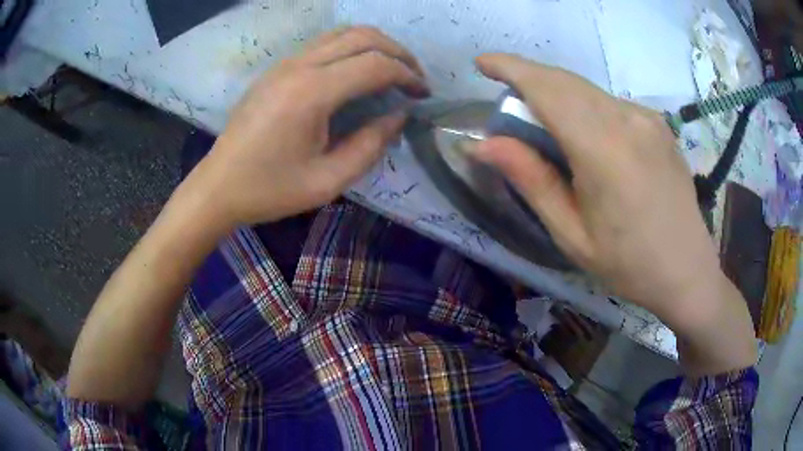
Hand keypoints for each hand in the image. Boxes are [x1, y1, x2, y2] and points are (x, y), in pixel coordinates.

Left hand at [186, 27, 428, 226]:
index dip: (407, 75)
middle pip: (363, 37)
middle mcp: (299, 66)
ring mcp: (285, 63)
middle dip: (398, 52)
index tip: (423, 94)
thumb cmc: (269, 190)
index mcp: (311, 93)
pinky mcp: (277, 68)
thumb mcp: (328, 181)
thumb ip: (370, 145)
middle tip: (415, 77)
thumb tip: (398, 116)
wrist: (218, 187)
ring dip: (375, 45)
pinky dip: (351, 48)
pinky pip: (324, 43)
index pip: (375, 64)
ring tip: (393, 70)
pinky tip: (358, 70)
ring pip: (343, 33)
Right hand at [473, 54, 755, 373]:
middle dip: (530, 80)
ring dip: (557, 95)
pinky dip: (585, 107)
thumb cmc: (628, 264)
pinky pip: (610, 103)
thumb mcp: (571, 234)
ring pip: (588, 90)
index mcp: (603, 150)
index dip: (511, 68)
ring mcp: (647, 118)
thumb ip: (531, 180)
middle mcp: (627, 120)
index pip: (548, 89)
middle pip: (566, 82)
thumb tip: (484, 144)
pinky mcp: (659, 123)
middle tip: (509, 103)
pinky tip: (588, 138)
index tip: (482, 62)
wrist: (687, 270)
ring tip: (545, 125)